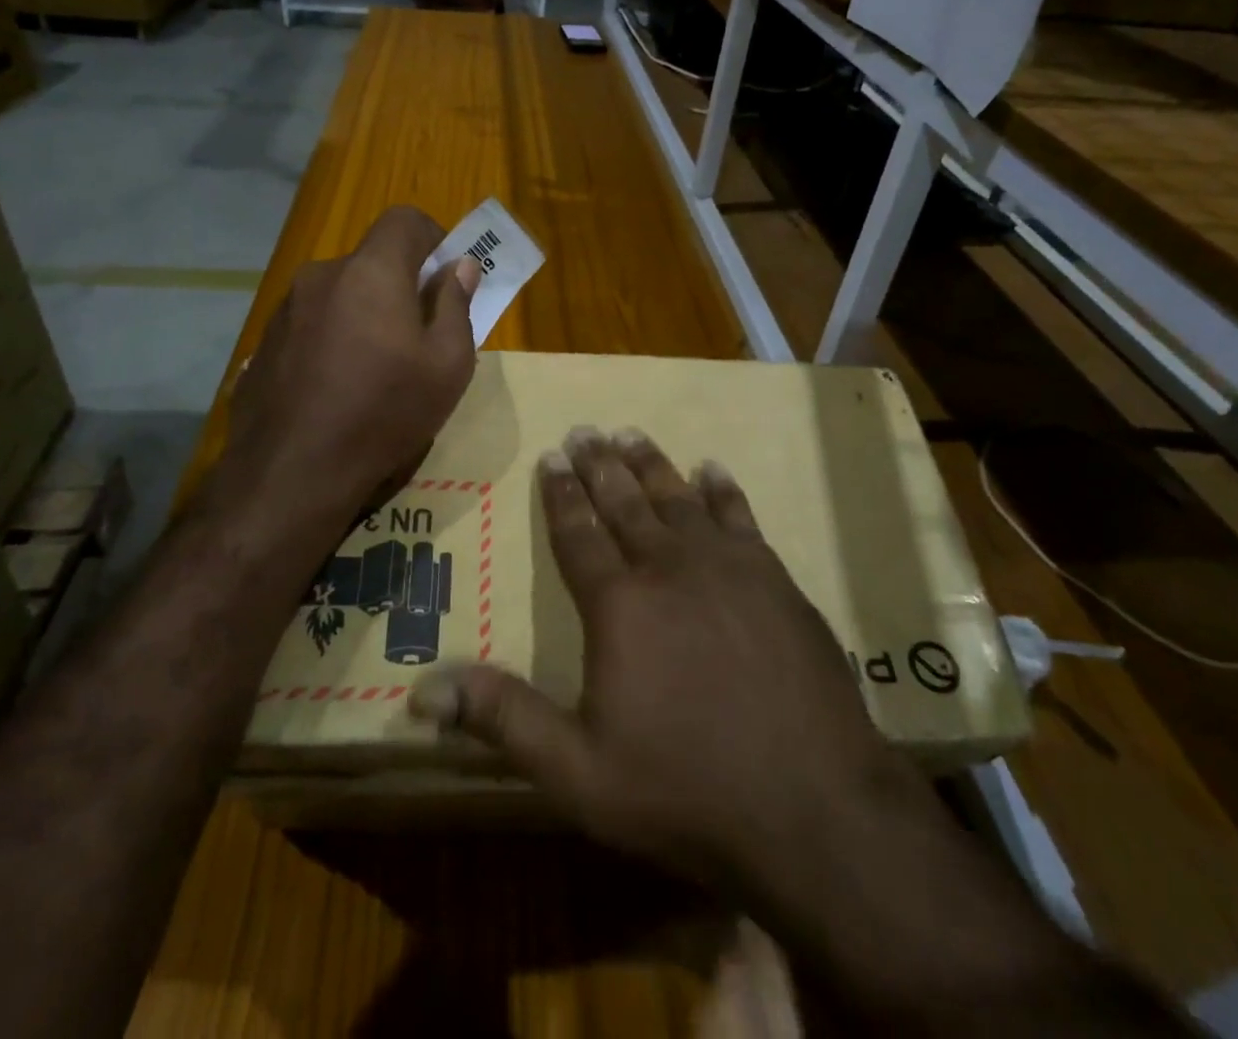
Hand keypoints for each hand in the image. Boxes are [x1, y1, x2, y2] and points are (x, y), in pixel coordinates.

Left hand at [215, 206, 480, 530]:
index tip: (446, 278)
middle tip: (419, 336)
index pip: (404, 220)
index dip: (433, 238)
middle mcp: (322, 276)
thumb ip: (456, 305)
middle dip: (401, 285)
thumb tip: (460, 268)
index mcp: (371, 272)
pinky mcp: (265, 342)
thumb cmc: (385, 412)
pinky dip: (334, 337)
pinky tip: (337, 387)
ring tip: (376, 369)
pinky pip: (312, 323)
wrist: (292, 472)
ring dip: (365, 313)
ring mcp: (286, 309)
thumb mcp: (448, 365)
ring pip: (341, 293)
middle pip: (372, 261)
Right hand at [409, 427, 923, 905]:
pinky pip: (740, 517)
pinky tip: (711, 470)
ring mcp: (729, 569)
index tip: (552, 456)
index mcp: (619, 604)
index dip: (561, 494)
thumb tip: (421, 691)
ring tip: (631, 435)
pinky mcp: (776, 580)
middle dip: (600, 464)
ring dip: (651, 465)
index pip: (579, 533)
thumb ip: (503, 720)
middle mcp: (670, 568)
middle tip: (585, 429)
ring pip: (679, 498)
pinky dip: (722, 491)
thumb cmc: (686, 790)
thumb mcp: (578, 772)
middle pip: (626, 503)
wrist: (816, 809)